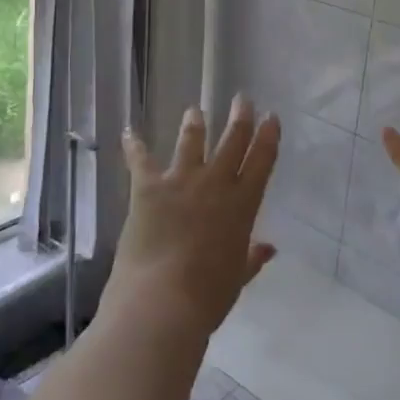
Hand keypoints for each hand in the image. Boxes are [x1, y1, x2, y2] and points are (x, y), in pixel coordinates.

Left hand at [105, 95, 279, 346]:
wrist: (162, 301)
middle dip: (239, 116)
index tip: (271, 117)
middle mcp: (215, 184)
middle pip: (232, 140)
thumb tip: (269, 249)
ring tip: (195, 111)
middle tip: (242, 98)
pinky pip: (140, 159)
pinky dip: (133, 145)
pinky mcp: (148, 187)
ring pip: (192, 141)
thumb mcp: (237, 278)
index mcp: (243, 205)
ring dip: (195, 123)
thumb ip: (252, 259)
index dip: (268, 136)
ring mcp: (181, 181)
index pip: (262, 161)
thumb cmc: (207, 296)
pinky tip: (128, 131)